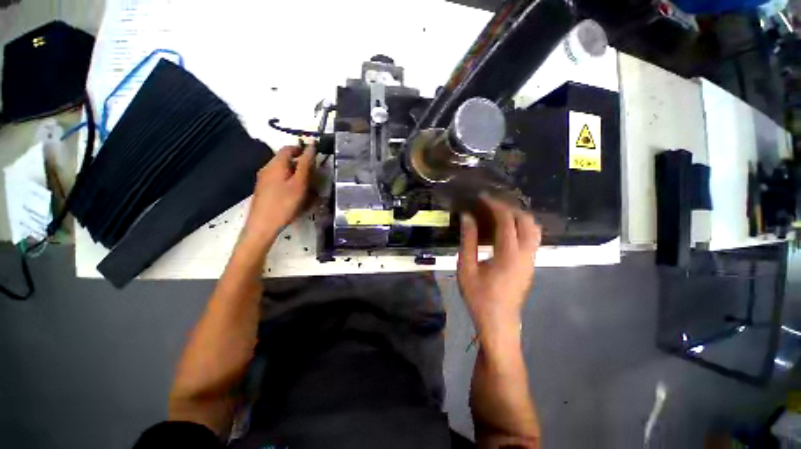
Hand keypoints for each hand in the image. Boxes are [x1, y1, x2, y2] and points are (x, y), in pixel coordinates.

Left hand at [244, 144, 315, 241]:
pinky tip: (296, 193)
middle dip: (300, 163)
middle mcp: (267, 168)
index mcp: (275, 164)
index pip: (289, 148)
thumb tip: (311, 147)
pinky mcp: (263, 189)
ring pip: (282, 170)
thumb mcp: (299, 183)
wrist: (263, 225)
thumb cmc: (284, 203)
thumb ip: (305, 164)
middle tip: (314, 174)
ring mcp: (263, 179)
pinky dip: (289, 181)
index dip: (302, 149)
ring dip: (296, 173)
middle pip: (285, 159)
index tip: (315, 157)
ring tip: (307, 185)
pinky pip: (279, 179)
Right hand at [457, 195, 540, 337]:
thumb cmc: (479, 297)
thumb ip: (468, 240)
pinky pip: (532, 238)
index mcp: (509, 255)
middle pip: (527, 221)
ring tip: (498, 214)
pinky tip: (505, 230)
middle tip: (491, 205)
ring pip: (534, 229)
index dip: (495, 205)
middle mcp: (526, 254)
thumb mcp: (466, 268)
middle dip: (510, 208)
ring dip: (518, 217)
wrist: (499, 323)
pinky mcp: (531, 265)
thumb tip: (467, 217)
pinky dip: (521, 227)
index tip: (483, 197)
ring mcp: (531, 260)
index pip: (507, 220)